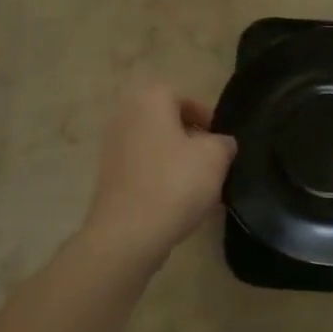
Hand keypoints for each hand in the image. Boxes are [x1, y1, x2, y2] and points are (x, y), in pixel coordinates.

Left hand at [81, 83, 237, 262]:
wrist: (128, 233)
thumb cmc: (174, 183)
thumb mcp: (215, 157)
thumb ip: (223, 142)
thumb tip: (221, 143)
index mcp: (149, 100)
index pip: (185, 98)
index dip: (208, 118)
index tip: (222, 142)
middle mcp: (125, 115)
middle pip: (168, 121)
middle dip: (192, 139)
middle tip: (213, 162)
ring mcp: (112, 146)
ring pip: (156, 145)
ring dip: (177, 160)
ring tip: (200, 185)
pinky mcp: (109, 175)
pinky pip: (144, 167)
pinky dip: (161, 177)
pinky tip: (178, 200)